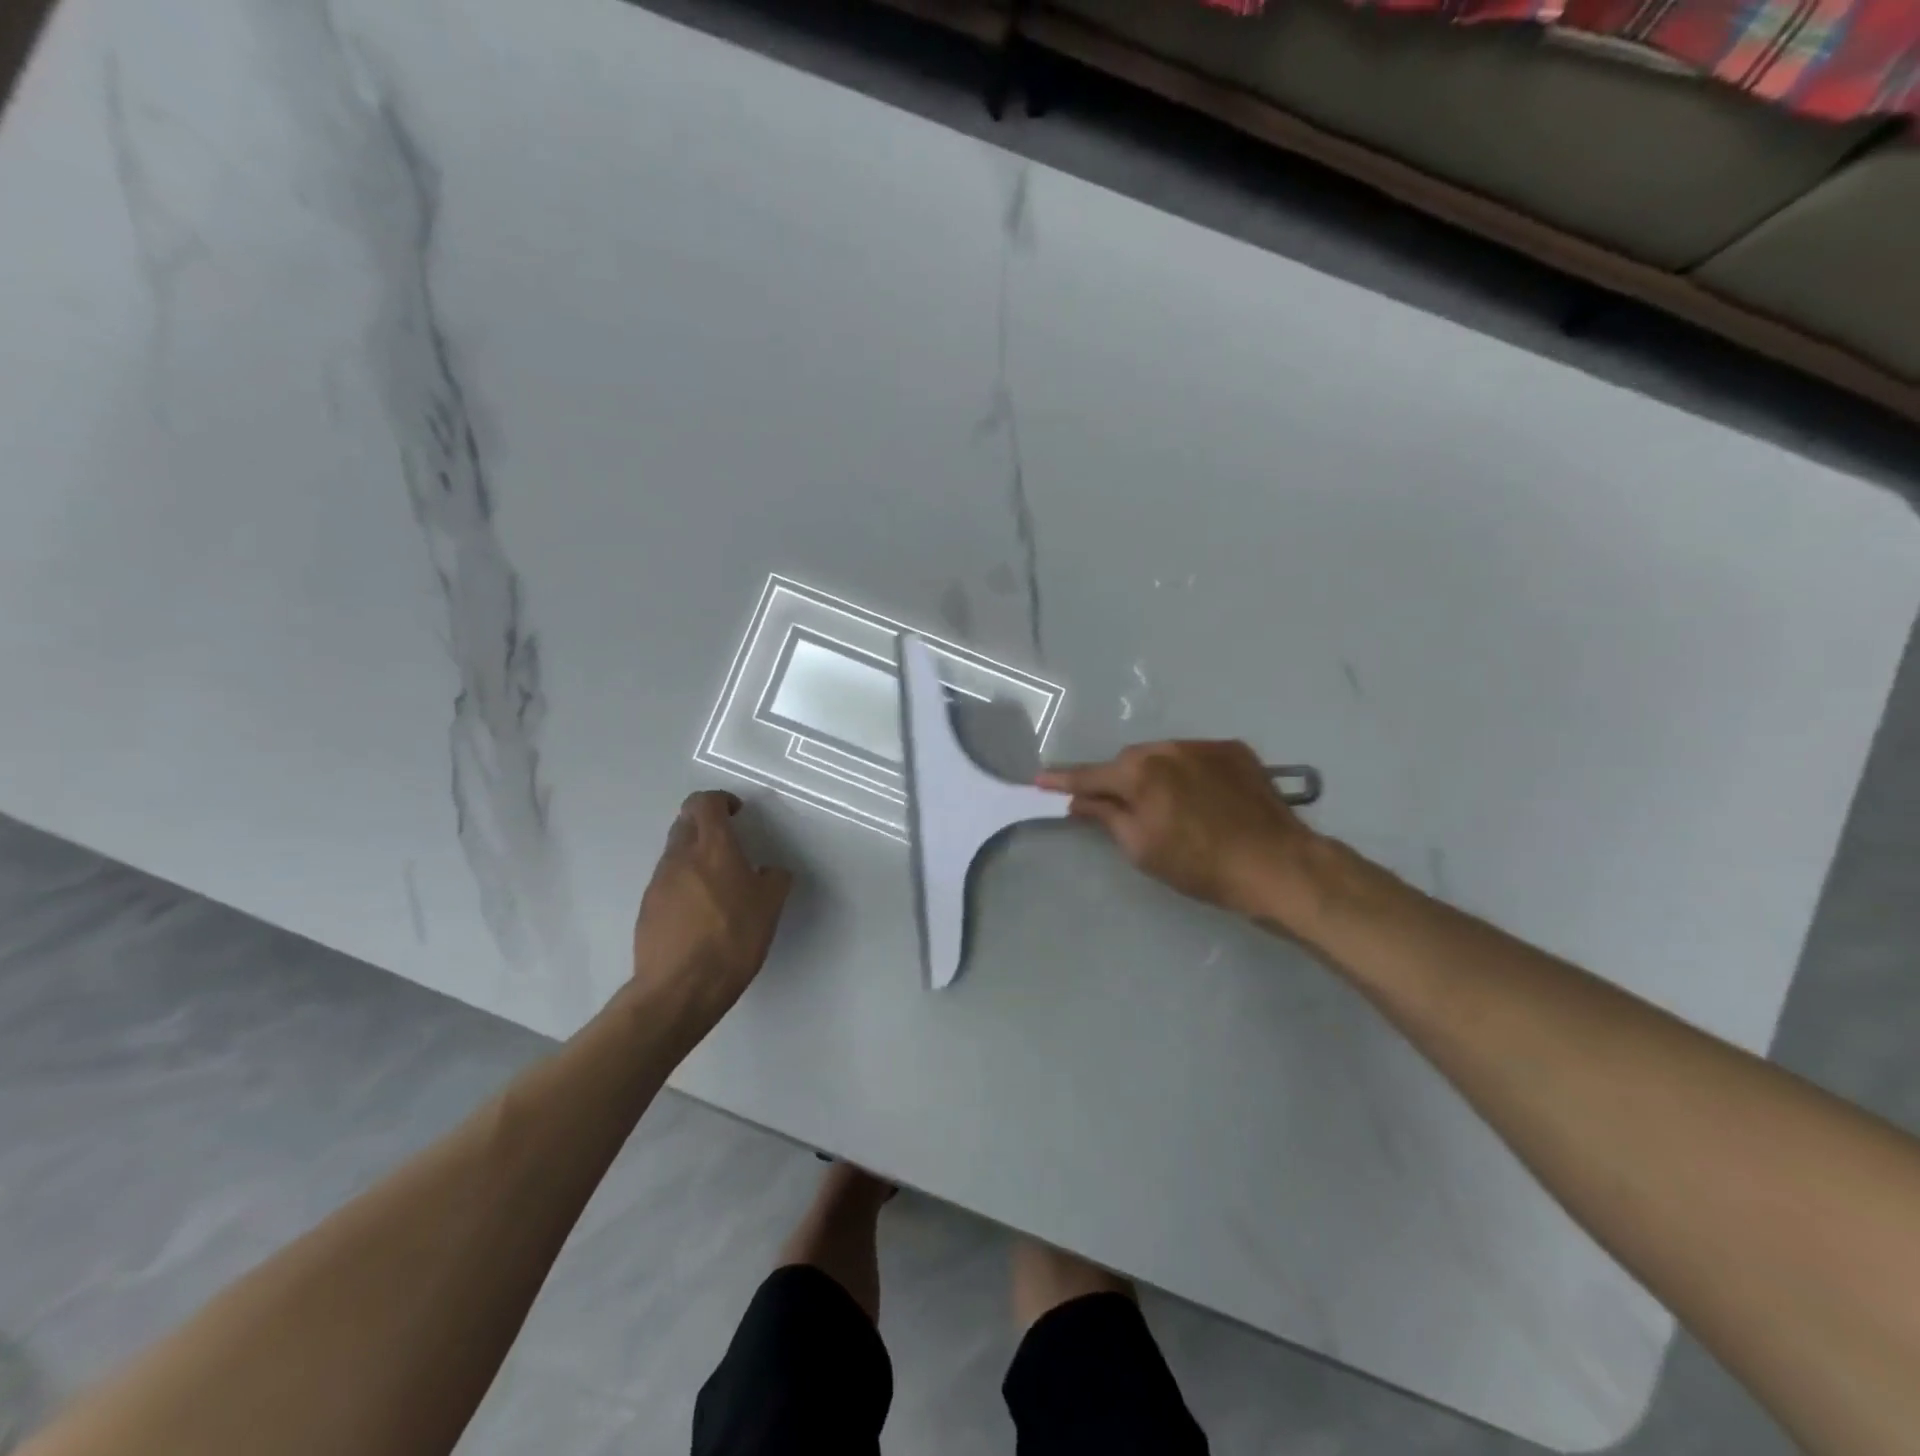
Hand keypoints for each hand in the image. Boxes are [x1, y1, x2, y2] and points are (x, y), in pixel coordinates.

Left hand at [631, 791, 792, 1029]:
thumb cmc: (732, 939)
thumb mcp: (770, 907)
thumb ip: (774, 879)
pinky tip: (701, 912)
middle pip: (686, 822)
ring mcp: (658, 883)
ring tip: (718, 883)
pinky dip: (684, 884)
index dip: (721, 801)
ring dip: (695, 855)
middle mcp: (680, 857)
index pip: (705, 802)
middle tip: (729, 844)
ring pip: (675, 852)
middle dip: (706, 824)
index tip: (737, 813)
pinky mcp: (647, 908)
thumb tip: (769, 872)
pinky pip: (667, 882)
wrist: (680, 988)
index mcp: (713, 847)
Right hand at [1037, 741, 1316, 921]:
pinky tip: (1200, 798)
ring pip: (1162, 756)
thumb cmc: (1201, 866)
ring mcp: (1204, 746)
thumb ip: (1106, 817)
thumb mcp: (1143, 849)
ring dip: (1154, 775)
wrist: (1278, 864)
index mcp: (1141, 774)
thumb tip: (1079, 800)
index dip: (1063, 780)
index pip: (1090, 775)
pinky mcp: (1234, 750)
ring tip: (1167, 806)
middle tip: (1119, 808)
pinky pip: (1194, 757)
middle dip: (1118, 781)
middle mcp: (1168, 748)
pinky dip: (1187, 773)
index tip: (1039, 779)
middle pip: (1128, 762)